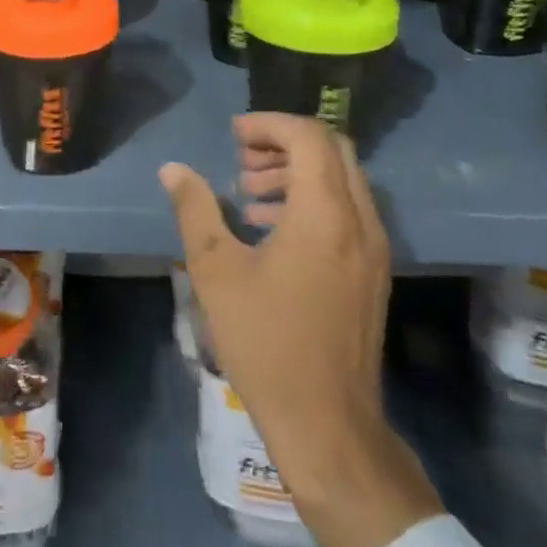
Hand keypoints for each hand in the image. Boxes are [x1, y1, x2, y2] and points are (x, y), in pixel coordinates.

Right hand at [162, 113, 441, 546]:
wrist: (327, 422)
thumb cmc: (265, 340)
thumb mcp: (214, 269)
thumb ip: (194, 209)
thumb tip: (173, 169)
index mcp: (324, 215)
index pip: (308, 136)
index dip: (268, 124)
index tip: (233, 135)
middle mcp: (360, 222)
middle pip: (333, 149)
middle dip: (284, 141)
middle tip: (241, 157)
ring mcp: (373, 249)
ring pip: (342, 179)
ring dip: (297, 170)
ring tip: (249, 192)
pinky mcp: (372, 272)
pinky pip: (347, 210)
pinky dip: (311, 198)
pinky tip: (270, 227)